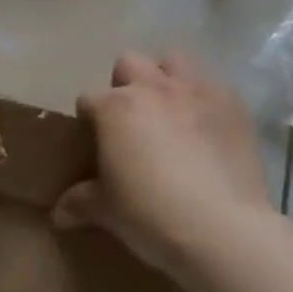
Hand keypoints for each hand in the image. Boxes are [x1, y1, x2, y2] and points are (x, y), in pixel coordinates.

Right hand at [53, 50, 270, 275]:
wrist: (225, 231)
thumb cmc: (151, 214)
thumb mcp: (106, 211)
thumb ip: (79, 202)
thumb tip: (58, 215)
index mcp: (113, 107)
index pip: (87, 100)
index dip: (89, 120)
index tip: (96, 144)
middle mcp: (151, 88)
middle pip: (128, 63)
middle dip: (127, 84)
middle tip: (133, 121)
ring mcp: (195, 92)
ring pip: (175, 60)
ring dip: (168, 78)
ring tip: (172, 111)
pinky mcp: (234, 107)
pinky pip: (215, 87)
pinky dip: (208, 101)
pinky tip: (210, 128)